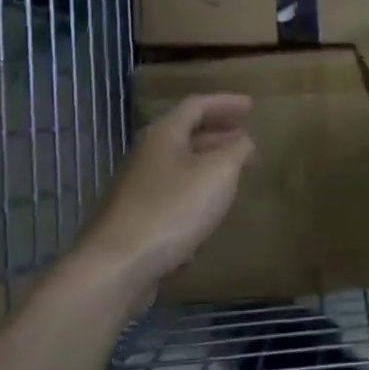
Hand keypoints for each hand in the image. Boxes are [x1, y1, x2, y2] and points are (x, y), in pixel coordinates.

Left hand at [76, 94, 254, 294]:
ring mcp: (138, 187)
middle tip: (246, 137)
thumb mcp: (218, 174)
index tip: (252, 107)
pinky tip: (210, 208)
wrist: (117, 266)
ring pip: (179, 164)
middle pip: (185, 133)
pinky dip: (196, 190)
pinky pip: (172, 192)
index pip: (196, 105)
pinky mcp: (136, 217)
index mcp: (163, 135)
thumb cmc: (172, 210)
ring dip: (208, 162)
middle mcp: (146, 155)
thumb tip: (243, 140)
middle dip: (218, 132)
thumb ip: (236, 151)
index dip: (226, 103)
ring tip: (234, 170)